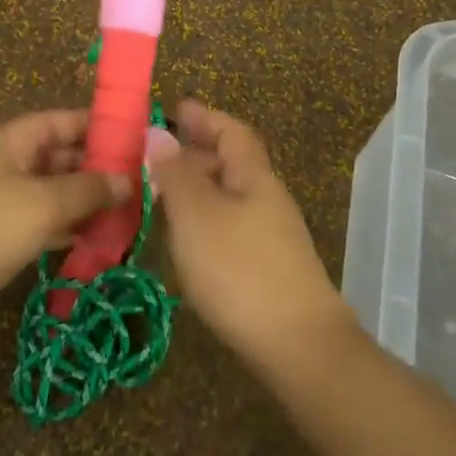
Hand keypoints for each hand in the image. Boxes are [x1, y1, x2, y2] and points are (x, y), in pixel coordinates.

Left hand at [0, 110, 128, 338]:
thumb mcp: (43, 200)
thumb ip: (88, 188)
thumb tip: (127, 180)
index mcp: (10, 142)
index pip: (59, 122)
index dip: (95, 125)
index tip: (134, 135)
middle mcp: (7, 167)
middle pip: (59, 159)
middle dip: (97, 169)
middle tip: (143, 181)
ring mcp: (4, 205)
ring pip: (55, 195)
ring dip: (88, 203)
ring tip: (132, 212)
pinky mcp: (3, 240)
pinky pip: (46, 227)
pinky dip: (72, 231)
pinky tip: (104, 242)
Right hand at [151, 100, 354, 369]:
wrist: (299, 347)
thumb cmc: (240, 269)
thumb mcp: (196, 214)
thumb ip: (174, 173)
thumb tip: (158, 134)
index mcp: (254, 176)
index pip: (231, 132)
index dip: (204, 117)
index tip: (175, 108)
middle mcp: (266, 199)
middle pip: (232, 163)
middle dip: (196, 152)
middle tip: (156, 153)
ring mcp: (271, 236)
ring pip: (229, 196)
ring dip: (197, 187)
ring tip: (160, 193)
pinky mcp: (267, 269)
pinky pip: (229, 225)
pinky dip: (203, 218)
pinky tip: (184, 238)